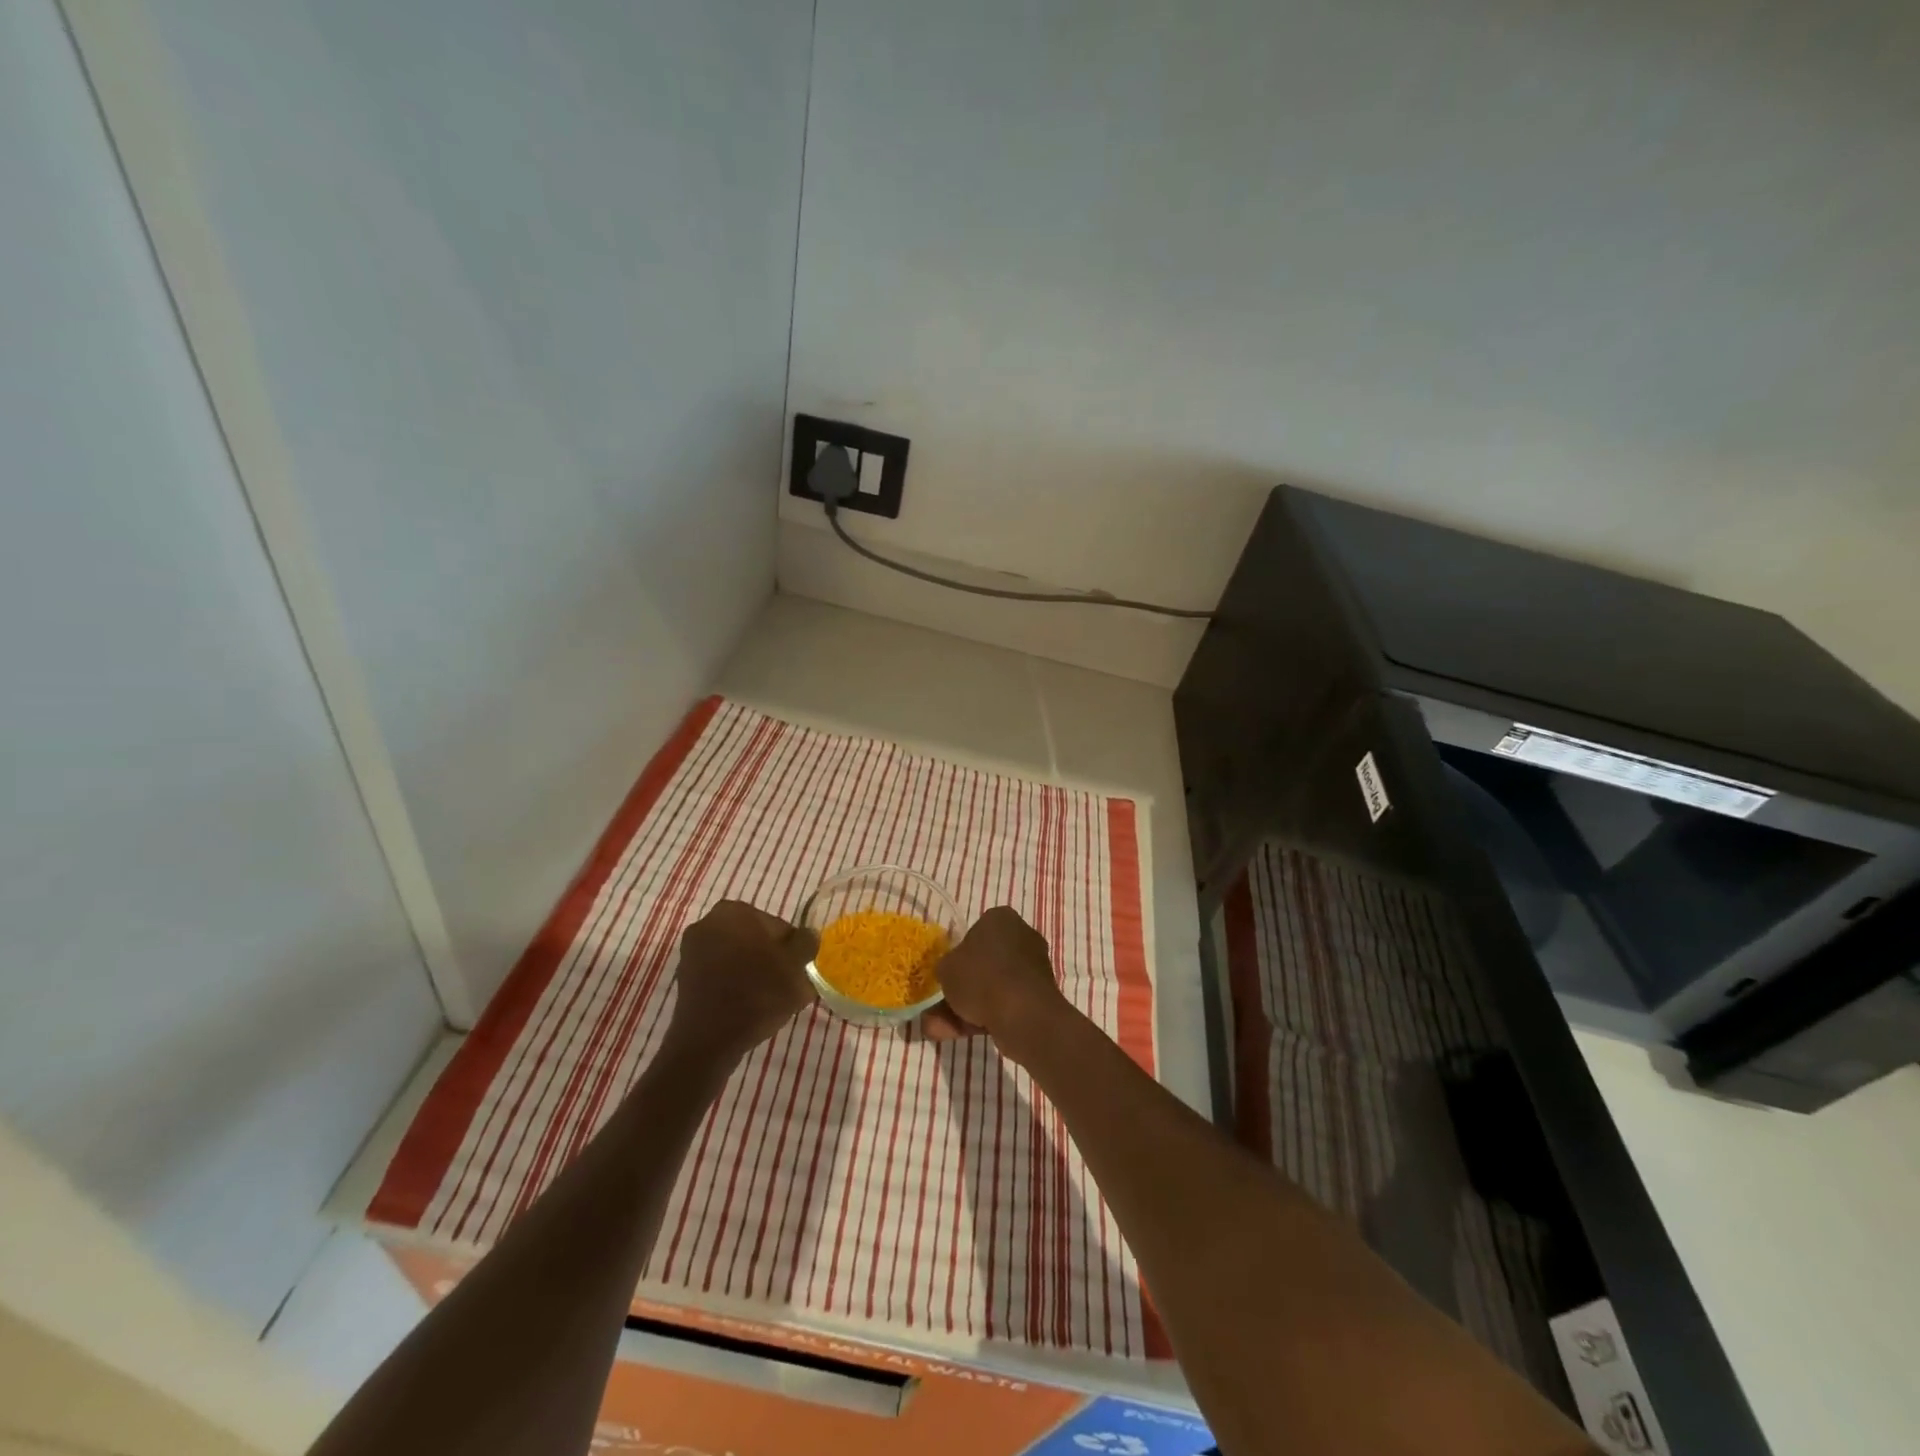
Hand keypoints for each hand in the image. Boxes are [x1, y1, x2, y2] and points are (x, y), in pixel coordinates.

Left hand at [667, 901, 816, 1059]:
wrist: (708, 1041)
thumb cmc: (757, 995)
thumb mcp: (796, 967)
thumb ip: (806, 943)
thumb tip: (806, 935)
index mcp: (735, 911)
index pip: (777, 925)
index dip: (791, 949)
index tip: (795, 971)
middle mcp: (709, 921)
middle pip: (755, 938)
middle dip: (770, 957)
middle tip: (783, 985)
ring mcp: (692, 949)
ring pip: (737, 955)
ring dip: (752, 970)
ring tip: (765, 998)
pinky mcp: (684, 975)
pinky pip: (720, 972)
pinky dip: (733, 982)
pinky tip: (744, 1004)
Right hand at [923, 907, 1072, 1062]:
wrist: (1022, 1014)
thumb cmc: (981, 977)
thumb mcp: (946, 968)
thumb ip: (945, 968)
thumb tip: (948, 974)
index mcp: (1001, 919)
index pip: (976, 931)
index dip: (959, 954)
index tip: (948, 973)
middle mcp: (1022, 937)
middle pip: (984, 964)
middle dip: (961, 988)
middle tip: (939, 1007)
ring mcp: (1033, 968)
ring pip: (992, 987)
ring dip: (967, 1008)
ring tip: (940, 1029)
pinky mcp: (1039, 997)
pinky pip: (1005, 1004)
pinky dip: (984, 1018)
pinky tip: (959, 1034)